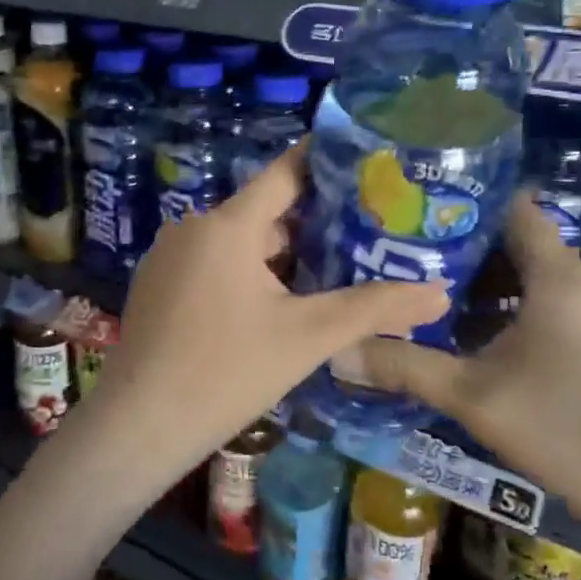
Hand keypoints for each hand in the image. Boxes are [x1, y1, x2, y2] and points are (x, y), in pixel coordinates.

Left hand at [91, 143, 447, 482]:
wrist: (140, 423)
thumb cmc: (226, 371)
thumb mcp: (306, 337)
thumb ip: (373, 309)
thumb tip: (440, 292)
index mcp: (227, 225)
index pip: (284, 174)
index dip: (324, 162)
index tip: (363, 156)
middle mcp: (194, 227)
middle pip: (264, 212)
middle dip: (313, 221)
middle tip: (366, 229)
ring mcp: (170, 255)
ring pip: (239, 242)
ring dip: (281, 253)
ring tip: (333, 266)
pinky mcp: (158, 283)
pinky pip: (213, 263)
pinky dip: (248, 272)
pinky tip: (278, 300)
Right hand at [357, 196, 580, 570]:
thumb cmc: (568, 436)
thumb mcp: (473, 399)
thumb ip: (403, 367)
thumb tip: (336, 350)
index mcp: (561, 279)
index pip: (513, 210)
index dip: (466, 205)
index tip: (417, 213)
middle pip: (522, 246)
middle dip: (465, 252)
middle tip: (409, 262)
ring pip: (540, 280)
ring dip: (491, 287)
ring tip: (435, 301)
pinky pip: (561, 306)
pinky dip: (521, 310)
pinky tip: (485, 342)